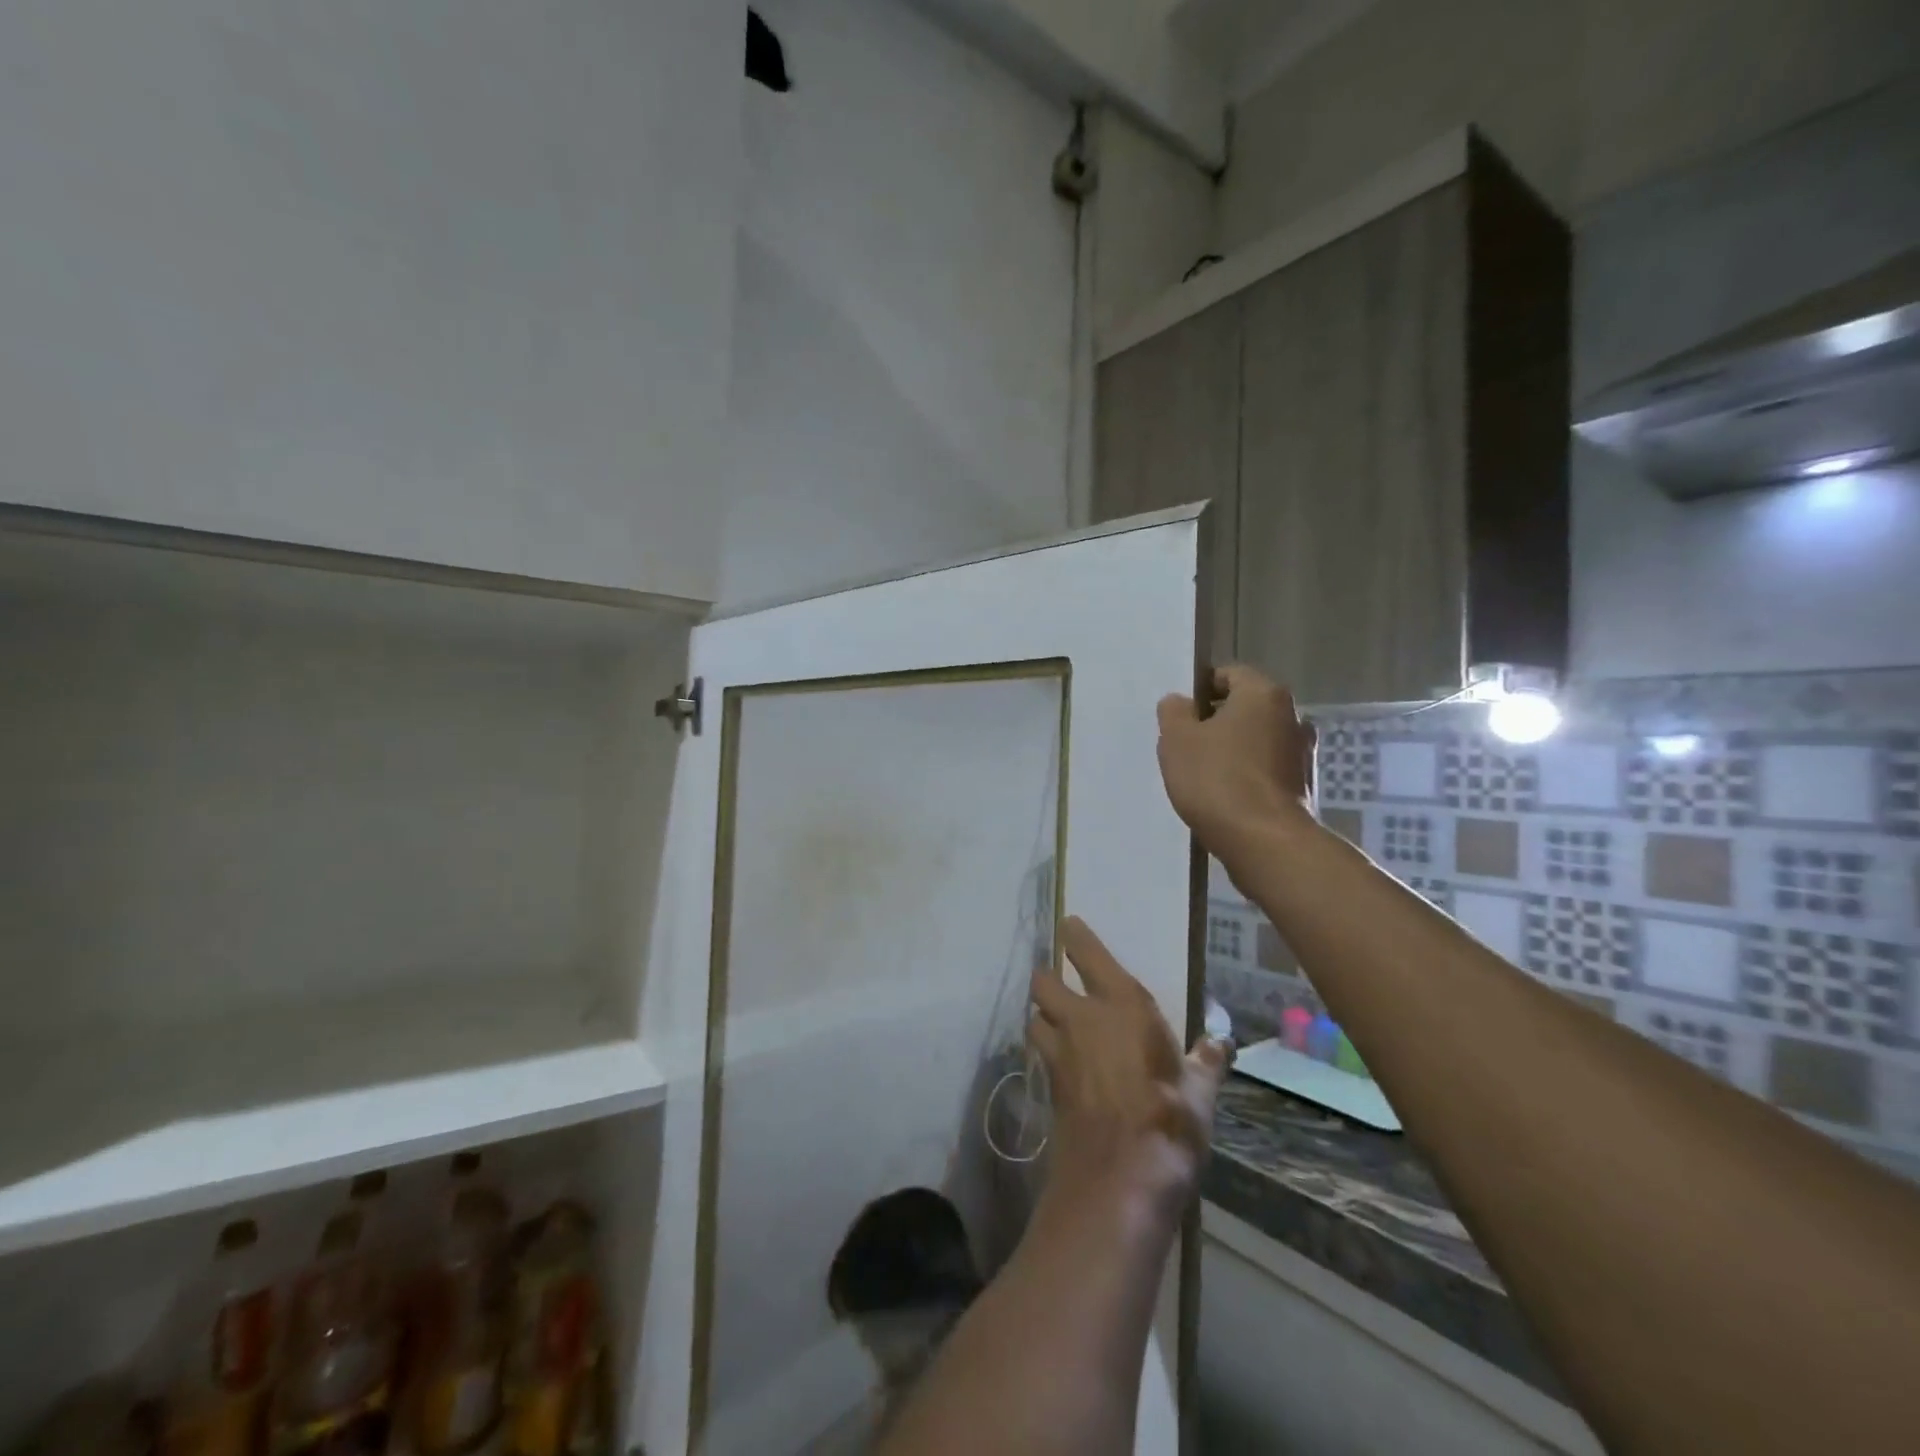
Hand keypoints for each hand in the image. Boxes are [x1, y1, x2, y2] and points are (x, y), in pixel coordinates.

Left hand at [1028, 918, 1230, 1214]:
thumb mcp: (1198, 1092)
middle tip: (1062, 986)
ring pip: (1035, 1016)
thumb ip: (1205, 1062)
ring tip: (1059, 1025)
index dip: (1075, 936)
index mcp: (1121, 1004)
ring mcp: (1059, 1050)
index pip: (1087, 953)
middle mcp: (1082, 1017)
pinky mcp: (1048, 1083)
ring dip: (1043, 1016)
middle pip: (1043, 981)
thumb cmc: (1169, 1120)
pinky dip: (1047, 1051)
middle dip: (1048, 979)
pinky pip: (1040, 1053)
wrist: (1120, 1176)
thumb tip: (1219, 1043)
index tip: (1069, 926)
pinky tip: (1064, 1064)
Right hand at [1156, 665, 1315, 850]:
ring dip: (1235, 750)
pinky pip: (1268, 769)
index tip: (1181, 715)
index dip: (1201, 690)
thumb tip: (1180, 702)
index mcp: (1263, 694)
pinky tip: (1227, 796)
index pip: (1229, 674)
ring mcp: (1303, 752)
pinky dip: (1249, 775)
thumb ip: (1174, 712)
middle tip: (1188, 745)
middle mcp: (1293, 715)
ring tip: (1205, 775)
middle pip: (1246, 707)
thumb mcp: (1177, 740)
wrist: (1265, 841)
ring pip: (1258, 739)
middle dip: (1218, 721)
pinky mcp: (1304, 785)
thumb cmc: (1217, 779)